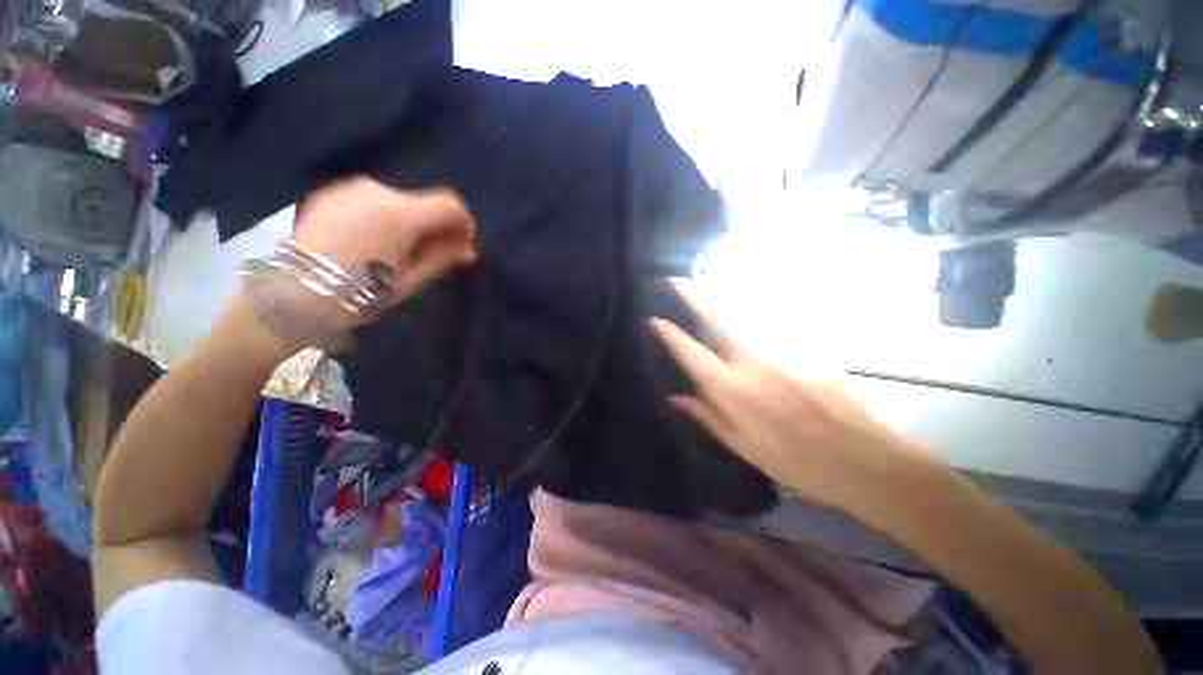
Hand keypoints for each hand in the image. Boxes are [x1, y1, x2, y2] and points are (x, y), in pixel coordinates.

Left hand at [294, 177, 476, 307]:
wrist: (289, 295)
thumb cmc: (357, 295)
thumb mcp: (410, 281)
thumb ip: (443, 259)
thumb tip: (468, 250)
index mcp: (400, 216)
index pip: (450, 205)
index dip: (464, 225)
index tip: (463, 246)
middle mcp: (377, 191)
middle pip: (425, 202)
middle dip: (438, 225)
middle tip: (436, 253)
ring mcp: (351, 189)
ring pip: (401, 201)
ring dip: (412, 222)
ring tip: (401, 250)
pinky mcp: (332, 193)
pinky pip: (375, 202)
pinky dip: (387, 217)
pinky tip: (375, 242)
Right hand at [651, 289, 930, 515]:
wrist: (866, 461)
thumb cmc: (798, 463)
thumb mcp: (744, 448)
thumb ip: (707, 417)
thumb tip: (675, 397)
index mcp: (734, 393)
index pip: (693, 355)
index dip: (672, 336)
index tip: (655, 320)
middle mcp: (754, 363)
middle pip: (718, 319)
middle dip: (695, 296)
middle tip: (677, 280)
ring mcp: (784, 350)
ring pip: (746, 311)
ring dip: (721, 293)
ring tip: (705, 281)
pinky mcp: (808, 347)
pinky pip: (773, 318)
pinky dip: (753, 305)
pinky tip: (746, 298)